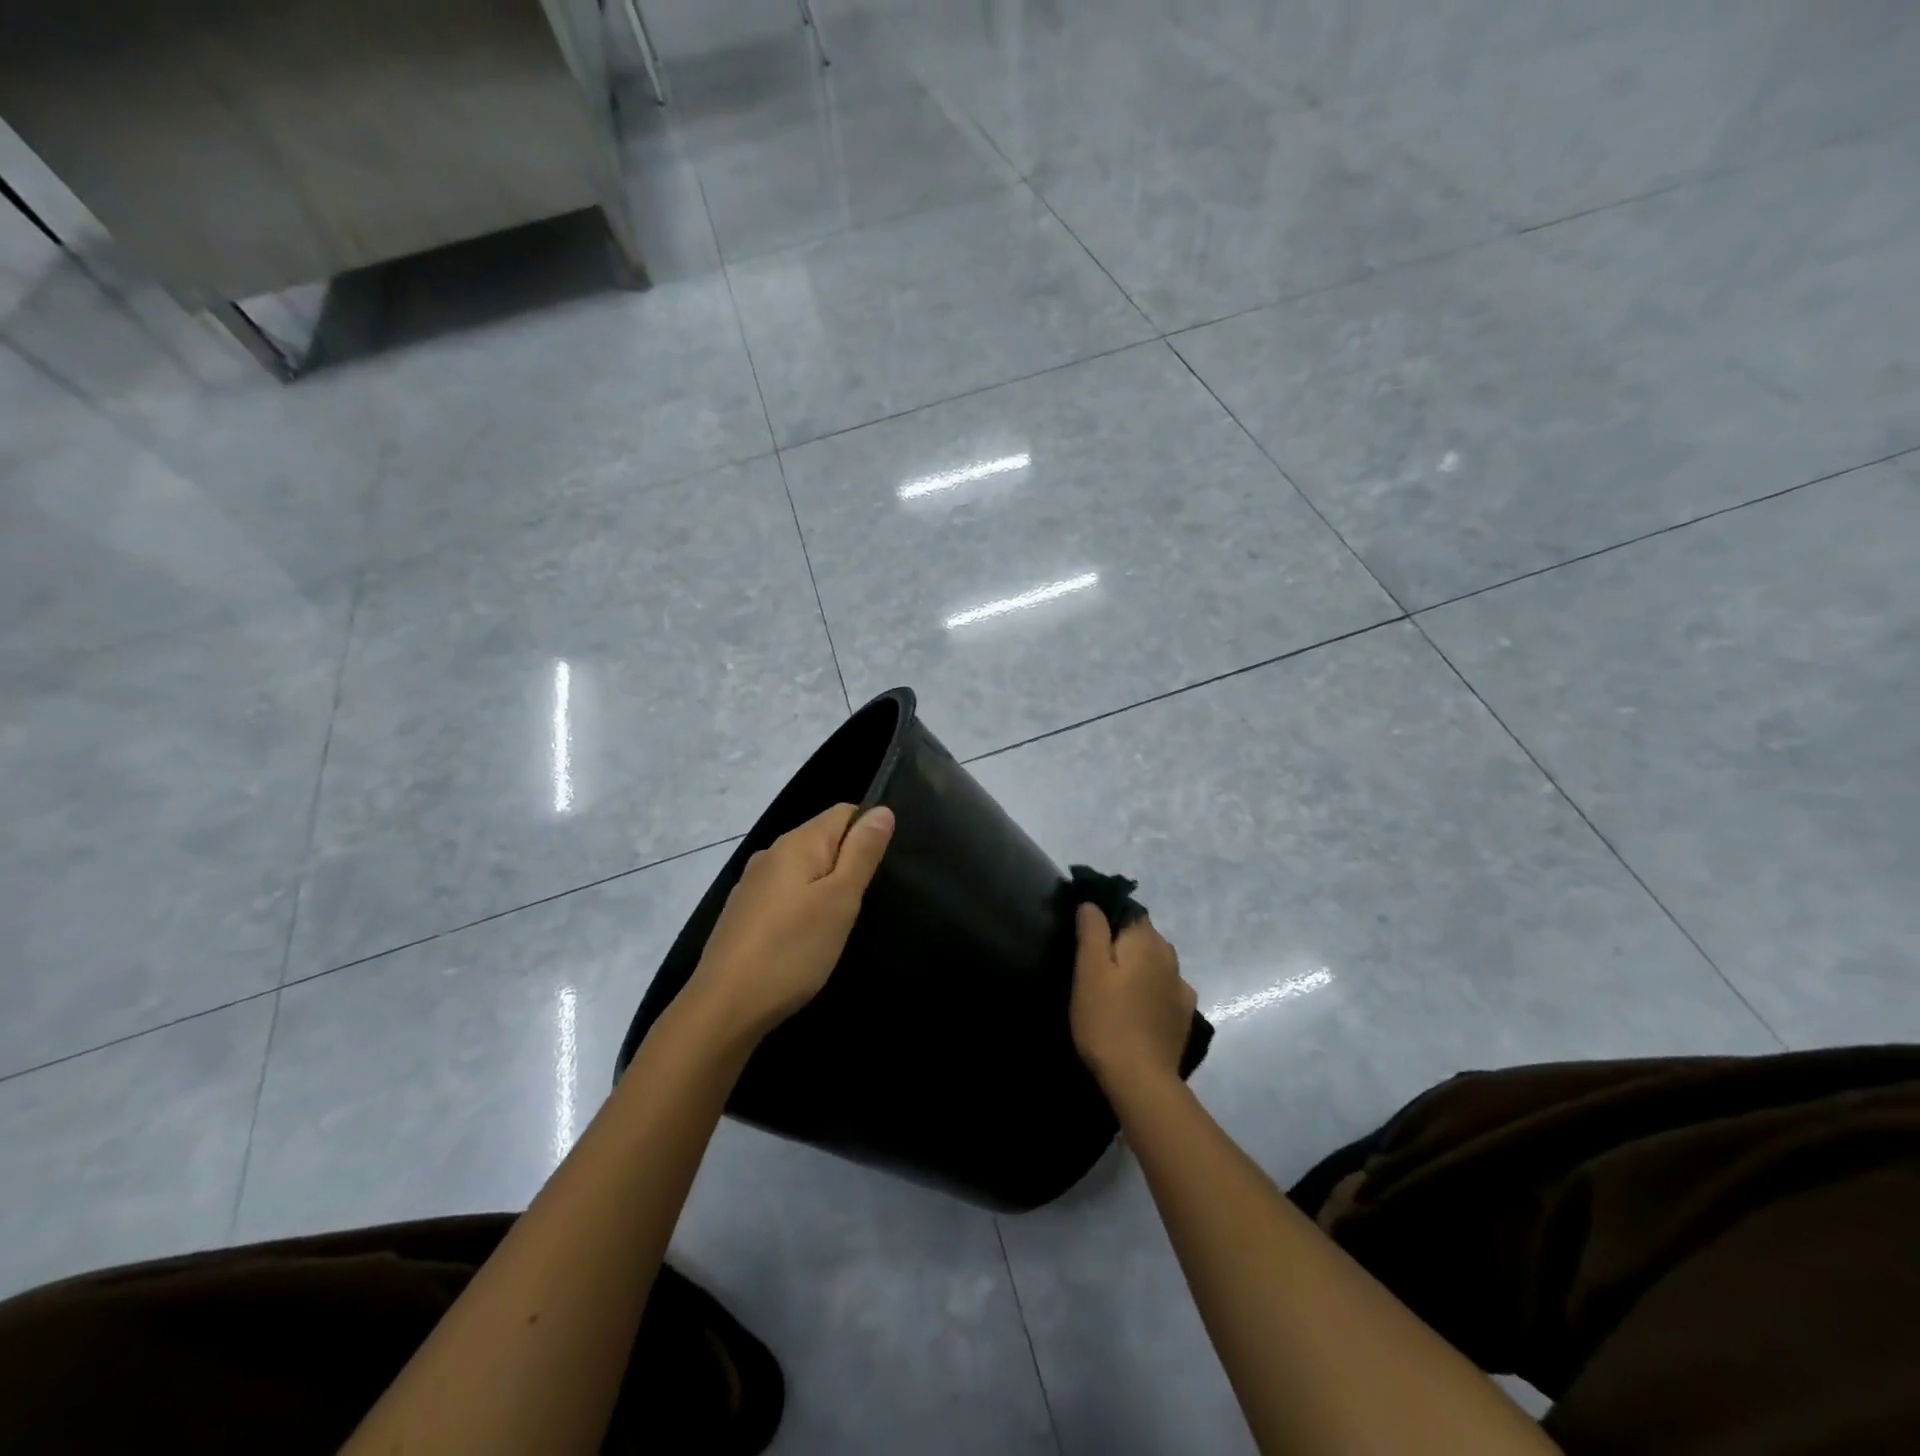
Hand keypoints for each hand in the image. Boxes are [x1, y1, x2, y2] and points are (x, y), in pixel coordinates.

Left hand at [683, 803, 894, 1040]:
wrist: (724, 1008)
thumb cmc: (792, 950)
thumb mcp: (840, 900)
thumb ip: (862, 852)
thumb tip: (882, 809)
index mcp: (796, 843)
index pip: (844, 812)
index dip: (868, 832)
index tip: (880, 872)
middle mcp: (771, 853)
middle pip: (823, 839)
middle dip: (849, 862)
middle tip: (864, 903)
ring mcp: (752, 884)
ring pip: (804, 869)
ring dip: (826, 886)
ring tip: (840, 923)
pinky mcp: (743, 913)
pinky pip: (785, 893)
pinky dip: (803, 906)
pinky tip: (807, 938)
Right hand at [1070, 904, 1196, 1092]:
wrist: (1141, 1079)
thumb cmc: (1106, 1020)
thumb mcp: (1088, 972)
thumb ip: (1092, 931)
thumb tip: (1092, 904)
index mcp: (1146, 942)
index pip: (1130, 912)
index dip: (1109, 916)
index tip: (1088, 932)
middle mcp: (1169, 957)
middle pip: (1145, 936)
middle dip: (1124, 941)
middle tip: (1096, 961)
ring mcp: (1181, 987)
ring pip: (1157, 962)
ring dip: (1140, 965)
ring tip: (1116, 984)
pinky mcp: (1184, 1014)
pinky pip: (1166, 989)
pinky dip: (1153, 989)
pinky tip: (1140, 1005)